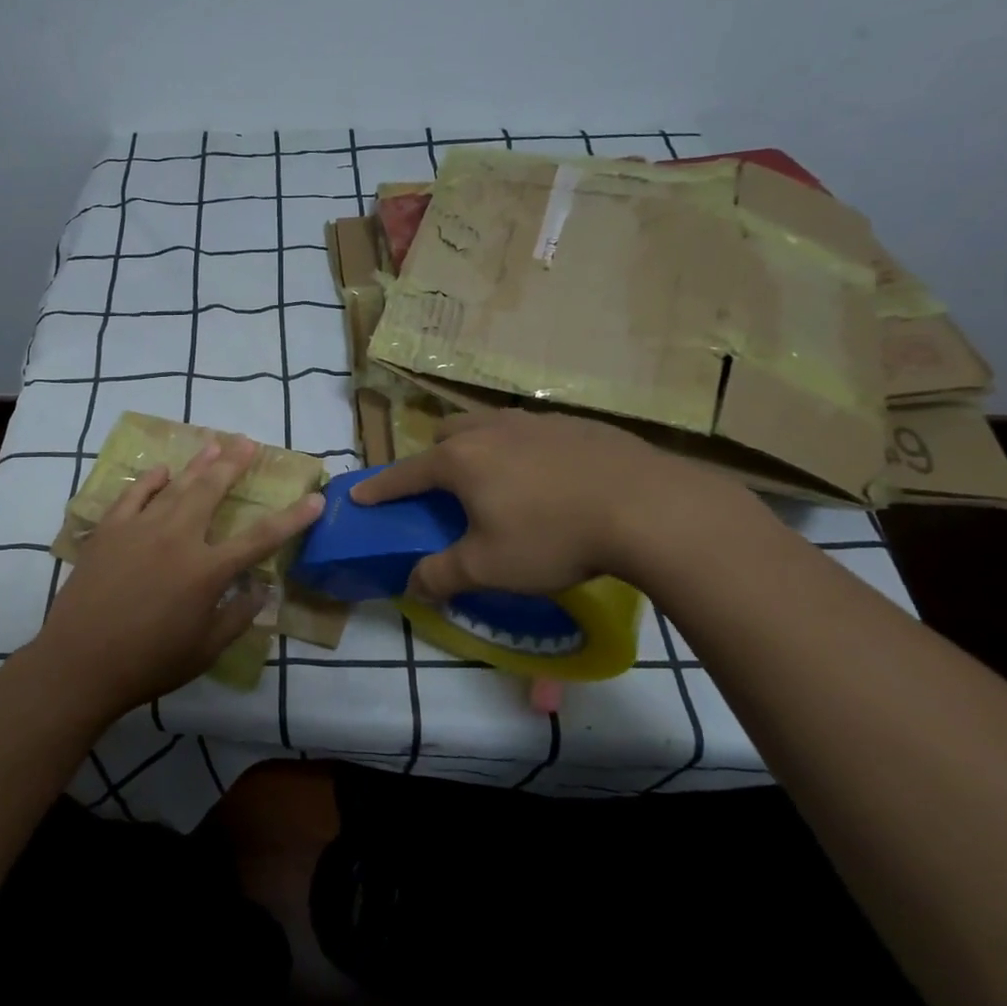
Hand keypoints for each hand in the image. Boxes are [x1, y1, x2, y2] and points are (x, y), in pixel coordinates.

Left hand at [21, 437, 323, 724]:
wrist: (79, 662)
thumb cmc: (148, 663)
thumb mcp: (205, 650)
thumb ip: (237, 616)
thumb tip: (262, 590)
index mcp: (207, 571)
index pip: (260, 538)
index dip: (292, 518)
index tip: (315, 498)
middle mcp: (178, 538)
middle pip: (212, 491)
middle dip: (234, 464)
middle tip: (248, 442)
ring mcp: (140, 529)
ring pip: (176, 486)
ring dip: (198, 463)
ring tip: (215, 443)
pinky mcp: (109, 530)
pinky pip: (134, 495)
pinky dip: (150, 481)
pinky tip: (161, 470)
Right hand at [349, 409, 733, 598]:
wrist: (648, 507)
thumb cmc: (552, 536)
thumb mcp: (488, 568)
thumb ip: (441, 575)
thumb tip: (412, 583)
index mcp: (461, 460)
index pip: (405, 473)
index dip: (380, 487)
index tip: (358, 494)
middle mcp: (492, 430)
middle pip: (446, 433)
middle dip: (435, 457)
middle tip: (447, 490)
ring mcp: (537, 421)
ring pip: (490, 424)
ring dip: (480, 446)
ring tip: (500, 481)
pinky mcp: (577, 424)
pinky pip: (533, 431)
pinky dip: (525, 450)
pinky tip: (552, 480)